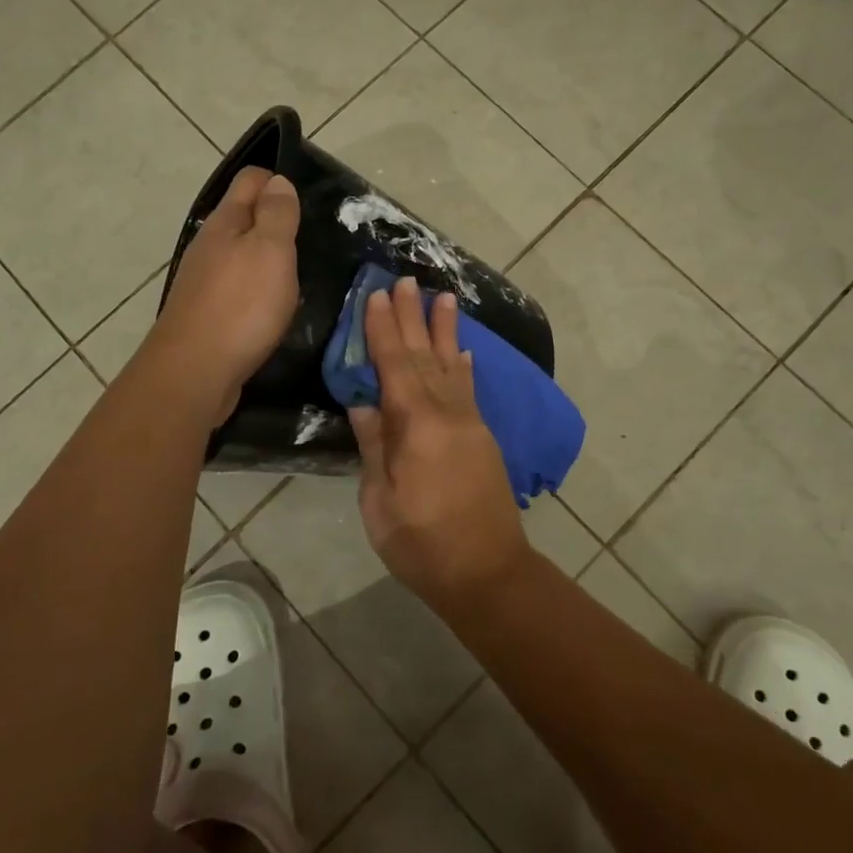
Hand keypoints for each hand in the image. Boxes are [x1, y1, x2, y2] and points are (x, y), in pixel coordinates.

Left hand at [152, 167, 299, 422]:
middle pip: (243, 217)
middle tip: (309, 239)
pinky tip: (271, 307)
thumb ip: (277, 214)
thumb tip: (277, 181)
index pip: (251, 180)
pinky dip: (255, 288)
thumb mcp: (271, 251)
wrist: (194, 372)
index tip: (308, 203)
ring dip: (265, 257)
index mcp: (225, 222)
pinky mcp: (205, 313)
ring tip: (296, 274)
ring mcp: (203, 280)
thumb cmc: (241, 306)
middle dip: (274, 220)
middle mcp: (209, 245)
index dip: (279, 182)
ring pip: (239, 254)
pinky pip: (235, 287)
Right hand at [349, 277, 525, 613]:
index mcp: (416, 426)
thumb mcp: (381, 502)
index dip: (384, 330)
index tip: (378, 296)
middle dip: (413, 316)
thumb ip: (374, 446)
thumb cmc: (422, 544)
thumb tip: (364, 404)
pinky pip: (469, 390)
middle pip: (425, 356)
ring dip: (445, 330)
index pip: (394, 366)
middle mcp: (447, 413)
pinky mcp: (483, 437)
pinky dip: (463, 366)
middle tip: (406, 279)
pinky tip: (463, 351)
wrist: (488, 572)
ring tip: (444, 296)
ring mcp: (470, 423)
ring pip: (452, 365)